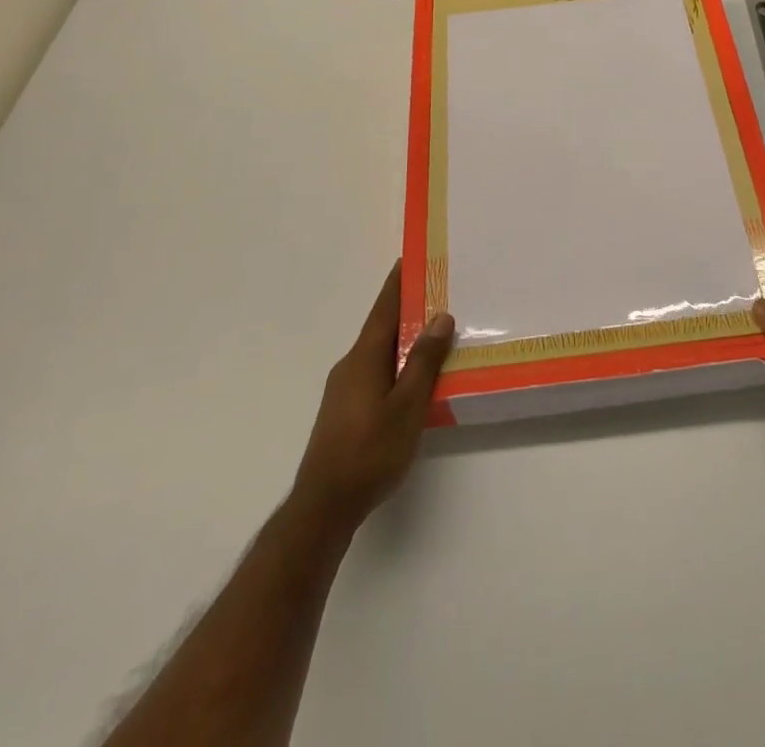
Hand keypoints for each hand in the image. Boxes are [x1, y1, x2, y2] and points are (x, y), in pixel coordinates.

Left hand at [291, 262, 453, 529]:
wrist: (324, 506)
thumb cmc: (370, 451)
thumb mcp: (407, 406)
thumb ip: (424, 361)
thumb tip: (440, 317)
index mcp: (364, 357)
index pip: (384, 309)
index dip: (397, 283)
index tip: (410, 258)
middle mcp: (351, 365)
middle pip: (381, 327)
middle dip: (407, 308)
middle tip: (437, 292)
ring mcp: (344, 389)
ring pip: (379, 351)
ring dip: (403, 338)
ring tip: (433, 332)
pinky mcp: (345, 410)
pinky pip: (375, 371)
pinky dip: (396, 361)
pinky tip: (412, 377)